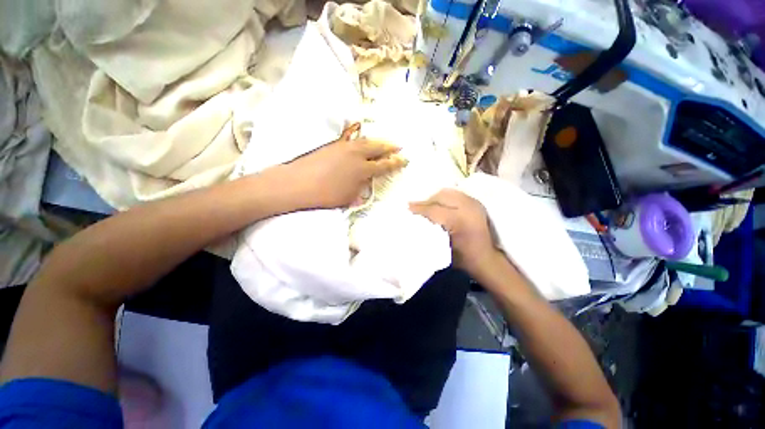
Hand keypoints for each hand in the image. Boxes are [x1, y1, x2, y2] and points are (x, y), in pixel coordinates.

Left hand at [281, 123, 406, 208]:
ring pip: (366, 140)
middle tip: (399, 146)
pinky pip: (353, 139)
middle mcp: (356, 154)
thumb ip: (361, 187)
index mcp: (362, 169)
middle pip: (377, 147)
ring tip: (384, 142)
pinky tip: (363, 141)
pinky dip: (362, 139)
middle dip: (390, 146)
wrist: (298, 183)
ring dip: (378, 141)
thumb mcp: (349, 196)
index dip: (396, 162)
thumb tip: (366, 181)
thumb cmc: (325, 195)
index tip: (404, 159)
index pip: (384, 164)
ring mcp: (345, 147)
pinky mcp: (334, 144)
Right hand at [409, 189, 501, 279]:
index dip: (419, 208)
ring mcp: (474, 203)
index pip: (434, 209)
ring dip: (435, 198)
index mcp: (460, 221)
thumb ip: (429, 229)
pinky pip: (455, 194)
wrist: (486, 259)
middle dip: (426, 201)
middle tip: (415, 207)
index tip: (407, 208)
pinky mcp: (475, 202)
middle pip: (441, 196)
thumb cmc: (462, 258)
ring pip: (448, 192)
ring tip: (426, 206)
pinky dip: (444, 198)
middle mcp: (469, 207)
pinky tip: (438, 205)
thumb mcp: (442, 246)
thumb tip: (415, 218)